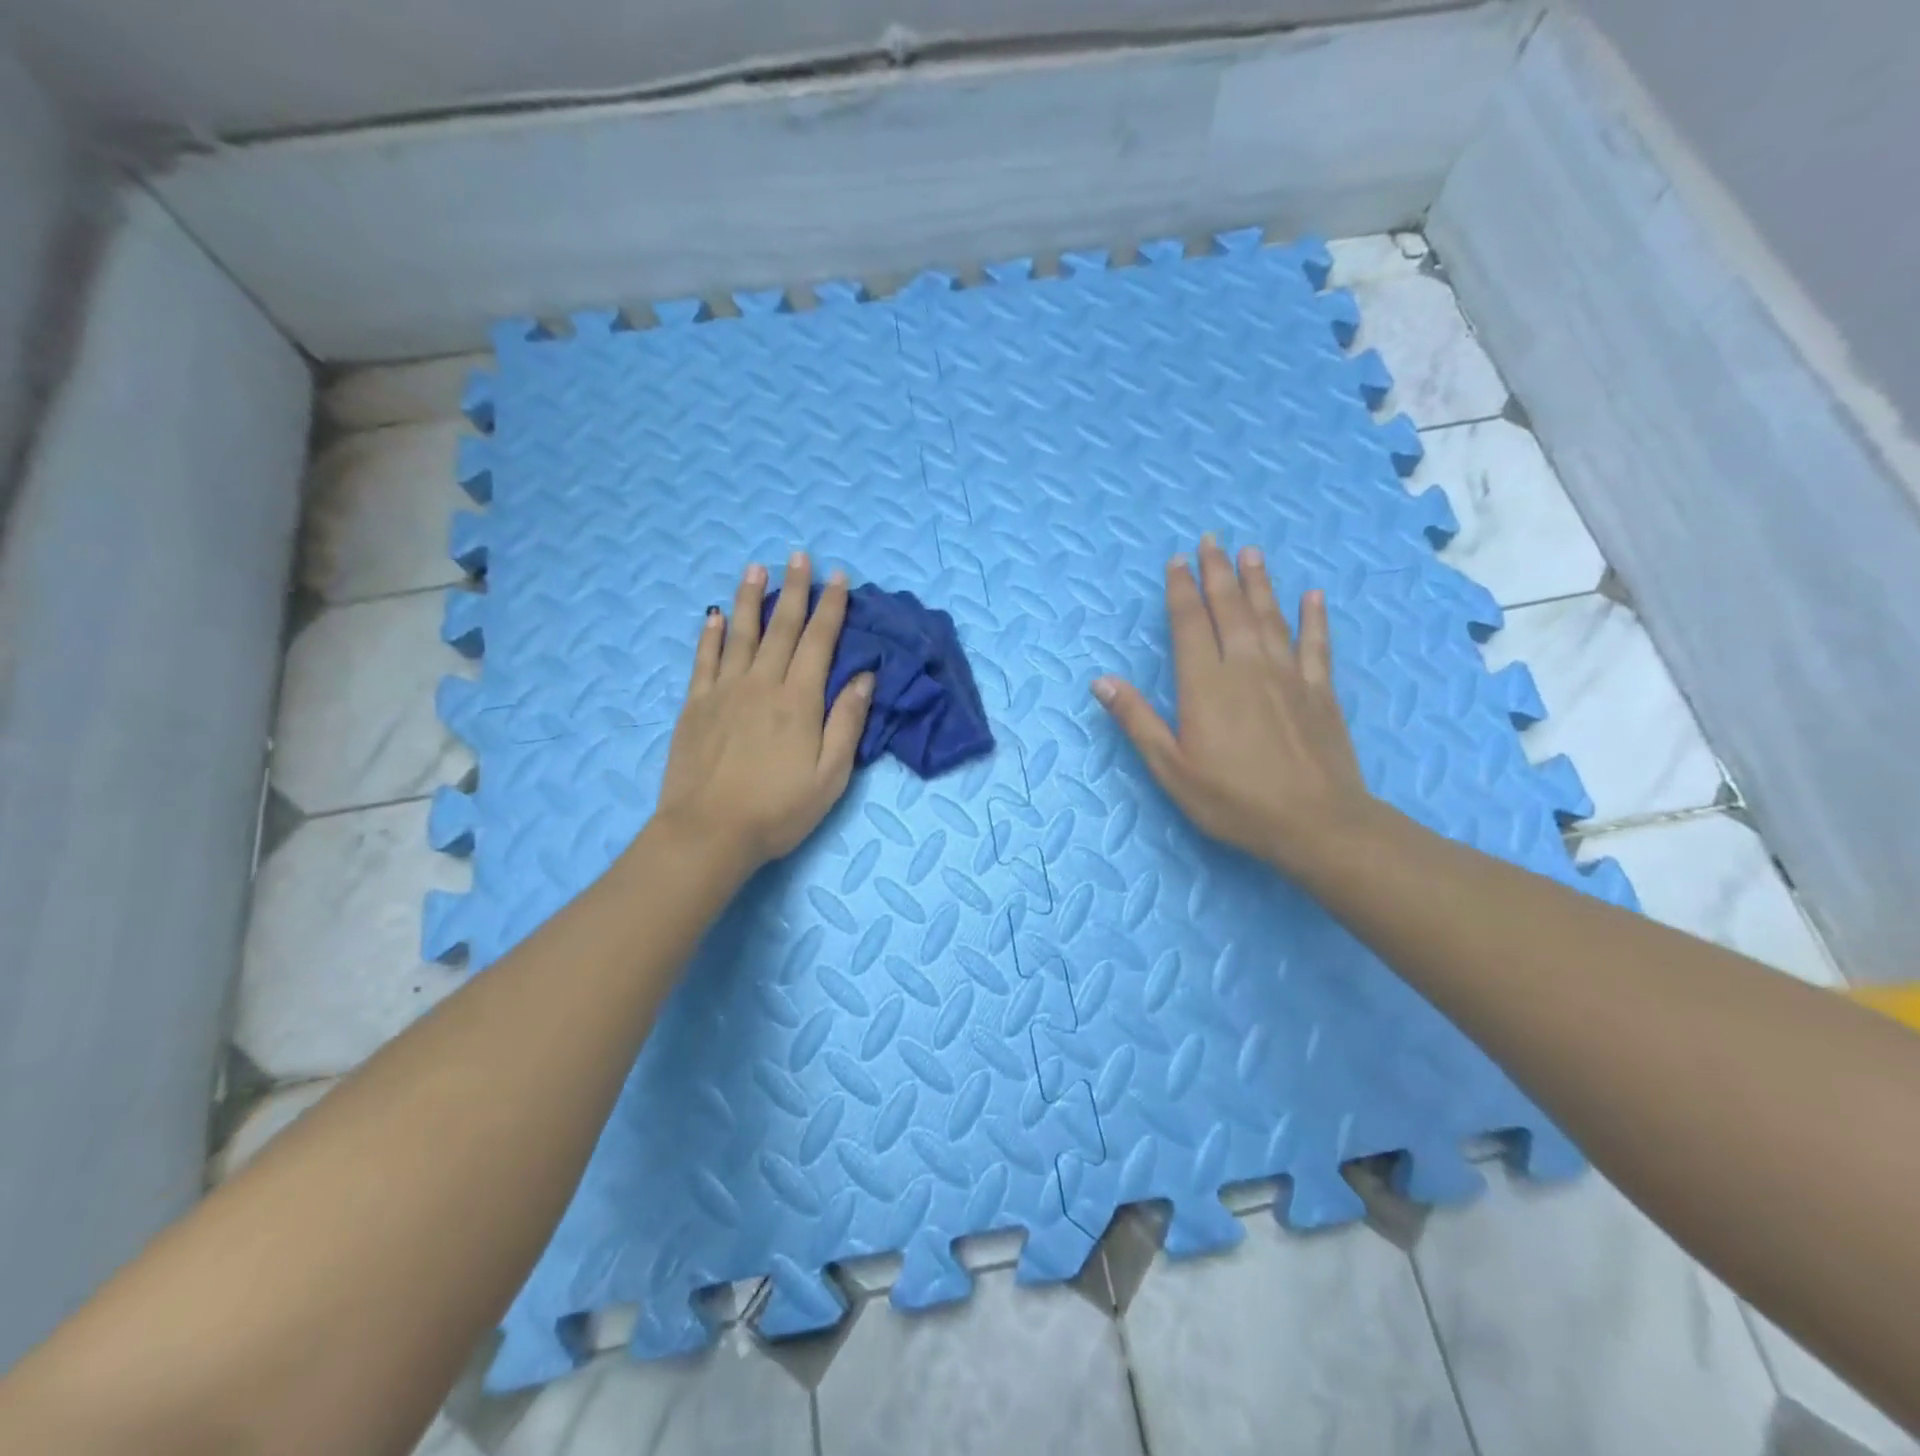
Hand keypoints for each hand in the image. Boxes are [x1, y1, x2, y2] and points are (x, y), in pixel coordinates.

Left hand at [654, 554, 873, 874]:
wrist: (709, 832)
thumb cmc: (779, 809)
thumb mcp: (831, 774)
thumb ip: (848, 721)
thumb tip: (864, 676)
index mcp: (799, 700)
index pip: (820, 641)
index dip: (832, 607)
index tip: (838, 577)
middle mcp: (762, 683)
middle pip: (782, 628)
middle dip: (795, 590)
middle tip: (799, 556)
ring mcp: (724, 691)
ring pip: (741, 633)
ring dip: (750, 598)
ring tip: (756, 567)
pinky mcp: (696, 705)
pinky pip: (704, 659)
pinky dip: (710, 633)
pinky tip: (714, 614)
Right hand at [1093, 536, 1370, 873]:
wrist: (1315, 823)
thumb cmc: (1233, 800)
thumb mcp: (1171, 769)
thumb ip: (1138, 721)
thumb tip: (1102, 681)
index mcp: (1206, 684)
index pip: (1190, 624)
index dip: (1181, 590)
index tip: (1177, 561)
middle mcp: (1247, 667)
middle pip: (1230, 609)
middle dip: (1217, 573)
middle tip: (1211, 540)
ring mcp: (1289, 675)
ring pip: (1270, 616)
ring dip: (1258, 582)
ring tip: (1250, 552)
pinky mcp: (1320, 691)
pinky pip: (1316, 644)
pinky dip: (1314, 618)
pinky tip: (1313, 596)